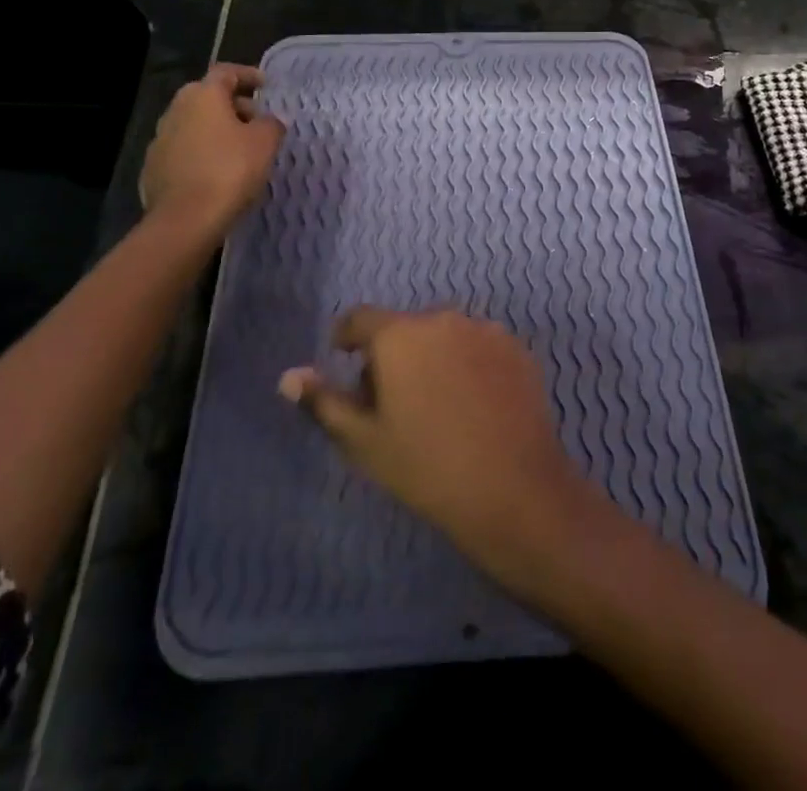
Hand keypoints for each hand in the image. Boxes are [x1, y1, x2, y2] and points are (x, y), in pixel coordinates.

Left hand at [139, 64, 285, 231]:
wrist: (185, 219)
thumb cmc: (230, 170)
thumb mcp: (265, 142)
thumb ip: (271, 124)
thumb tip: (270, 121)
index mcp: (202, 95)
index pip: (226, 72)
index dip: (248, 75)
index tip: (265, 85)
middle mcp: (176, 110)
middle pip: (207, 97)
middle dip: (233, 105)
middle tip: (256, 121)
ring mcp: (160, 139)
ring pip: (194, 124)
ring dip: (216, 130)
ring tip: (239, 149)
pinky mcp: (153, 168)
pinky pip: (184, 150)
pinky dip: (202, 152)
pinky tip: (217, 171)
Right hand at [279, 308, 595, 586]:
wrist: (512, 488)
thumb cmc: (425, 466)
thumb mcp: (363, 441)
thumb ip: (324, 402)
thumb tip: (289, 376)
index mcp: (400, 334)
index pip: (360, 318)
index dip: (347, 337)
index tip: (344, 359)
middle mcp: (443, 318)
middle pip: (404, 328)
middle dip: (392, 355)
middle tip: (391, 403)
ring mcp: (485, 330)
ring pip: (444, 336)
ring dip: (432, 357)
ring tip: (436, 407)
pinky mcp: (517, 349)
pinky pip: (479, 347)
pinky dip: (468, 365)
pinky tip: (474, 407)